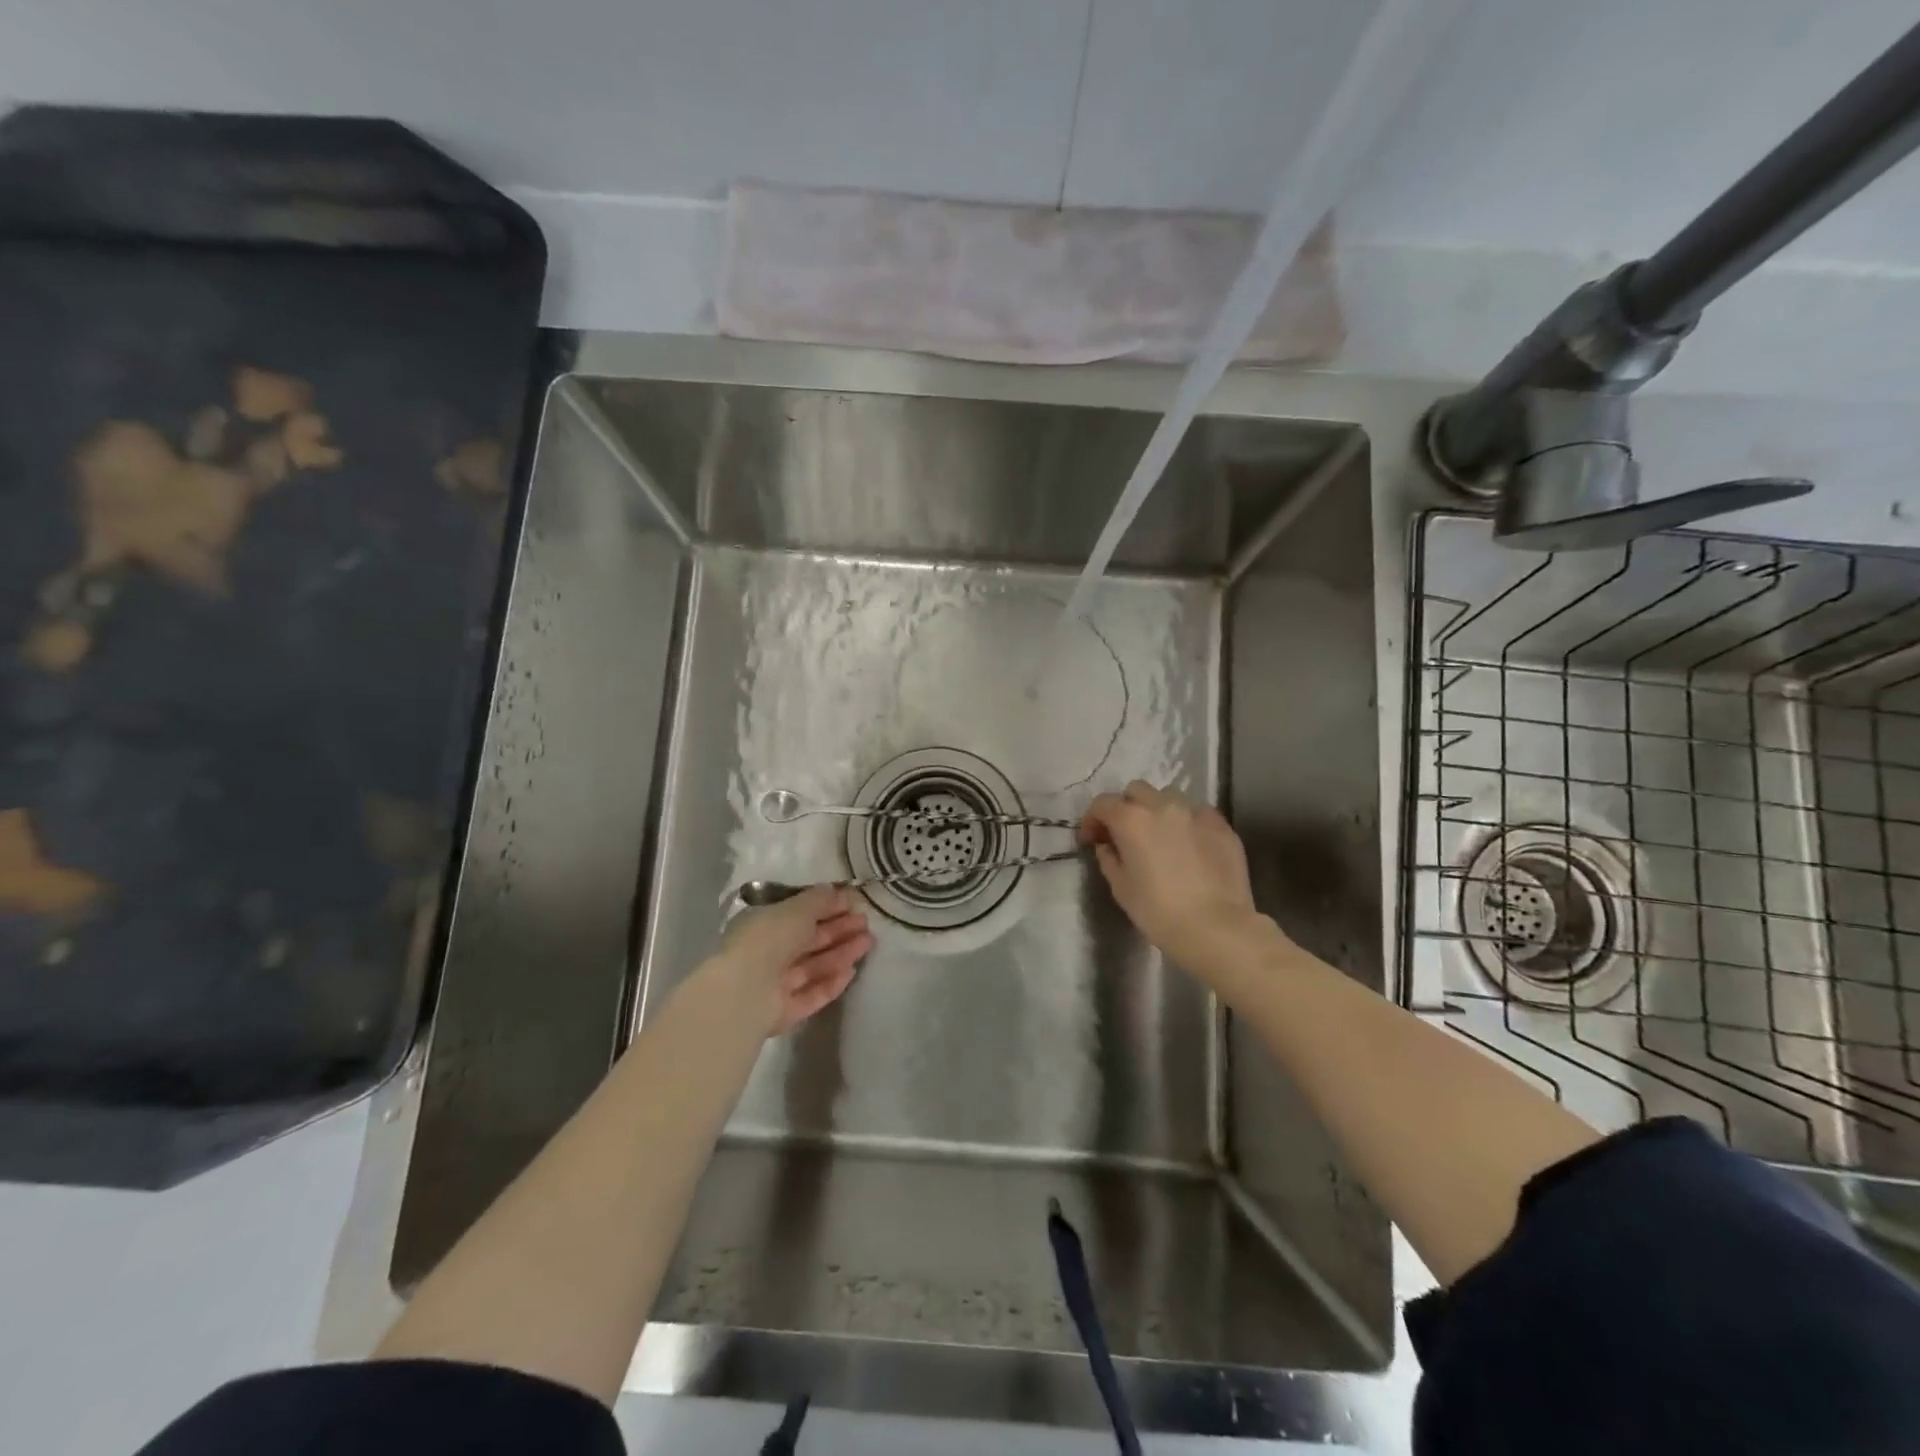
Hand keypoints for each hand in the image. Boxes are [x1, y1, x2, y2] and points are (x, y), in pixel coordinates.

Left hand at [712, 885, 872, 1036]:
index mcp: (762, 925)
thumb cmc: (768, 939)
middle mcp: (767, 954)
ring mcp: (774, 985)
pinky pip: (812, 994)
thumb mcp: (796, 909)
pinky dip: (831, 983)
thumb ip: (817, 900)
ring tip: (868, 942)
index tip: (853, 903)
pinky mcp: (784, 1011)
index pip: (798, 914)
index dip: (827, 908)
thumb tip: (834, 890)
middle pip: (808, 941)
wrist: (745, 992)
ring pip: (813, 967)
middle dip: (838, 930)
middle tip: (866, 923)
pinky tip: (852, 971)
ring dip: (841, 954)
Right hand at [1079, 781, 1264, 972]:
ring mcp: (1196, 813)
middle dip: (1126, 807)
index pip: (1103, 803)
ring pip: (1169, 796)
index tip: (1092, 839)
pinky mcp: (1222, 826)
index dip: (1092, 819)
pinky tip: (1189, 844)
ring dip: (1157, 810)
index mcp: (1131, 820)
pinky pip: (1198, 813)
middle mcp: (1162, 806)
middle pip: (1136, 791)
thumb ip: (1109, 858)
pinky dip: (1187, 822)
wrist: (1216, 928)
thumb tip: (1107, 845)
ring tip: (1160, 835)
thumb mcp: (1121, 888)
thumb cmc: (1159, 912)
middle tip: (1125, 834)